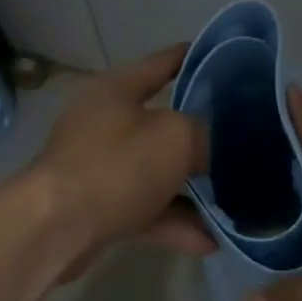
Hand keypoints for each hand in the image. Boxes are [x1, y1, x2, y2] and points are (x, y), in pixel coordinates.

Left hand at [32, 45, 214, 275]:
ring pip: (159, 174)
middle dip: (205, 136)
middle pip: (165, 124)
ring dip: (194, 190)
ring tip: (237, 201)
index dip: (194, 58)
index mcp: (117, 90)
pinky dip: (176, 224)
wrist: (55, 228)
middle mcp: (106, 124)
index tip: (228, 60)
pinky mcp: (100, 208)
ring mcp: (102, 168)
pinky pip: (148, 211)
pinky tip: (210, 242)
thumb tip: (223, 145)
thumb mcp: (176, 138)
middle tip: (246, 140)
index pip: (162, 64)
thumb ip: (207, 134)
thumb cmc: (116, 166)